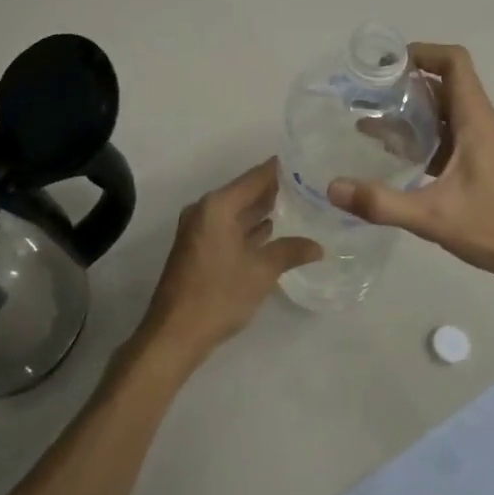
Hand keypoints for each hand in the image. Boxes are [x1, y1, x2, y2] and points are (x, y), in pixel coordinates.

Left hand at [130, 159, 320, 380]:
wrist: (175, 333)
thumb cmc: (218, 296)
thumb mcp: (261, 272)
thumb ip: (290, 251)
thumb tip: (318, 246)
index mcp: (218, 206)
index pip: (256, 177)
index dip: (281, 169)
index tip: (307, 161)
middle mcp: (205, 210)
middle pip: (245, 191)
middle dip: (275, 190)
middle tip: (311, 185)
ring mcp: (199, 229)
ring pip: (237, 211)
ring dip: (263, 210)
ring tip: (300, 205)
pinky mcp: (198, 247)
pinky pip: (229, 227)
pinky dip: (249, 228)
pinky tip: (273, 232)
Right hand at [328, 43, 493, 311]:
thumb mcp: (432, 217)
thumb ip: (381, 203)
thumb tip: (332, 188)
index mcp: (478, 121)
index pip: (454, 63)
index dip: (422, 52)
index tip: (385, 64)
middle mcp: (485, 122)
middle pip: (445, 85)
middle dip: (406, 85)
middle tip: (366, 96)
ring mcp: (488, 142)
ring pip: (447, 111)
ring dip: (413, 112)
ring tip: (372, 124)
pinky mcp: (486, 160)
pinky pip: (452, 133)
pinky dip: (425, 135)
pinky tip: (399, 156)